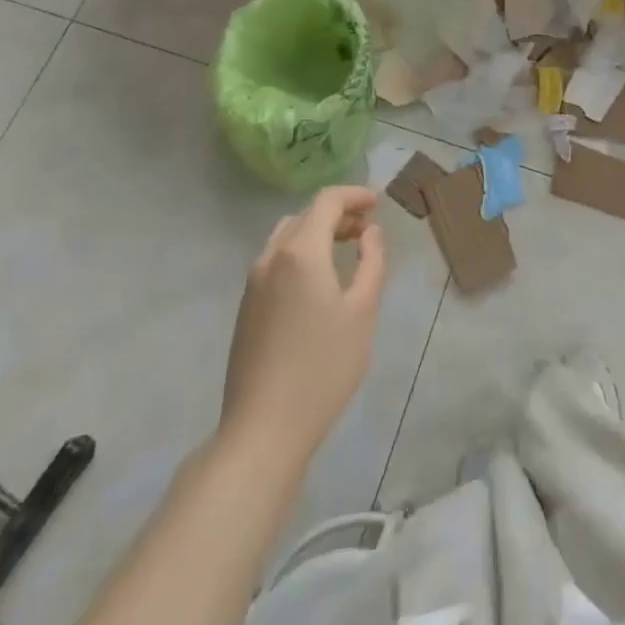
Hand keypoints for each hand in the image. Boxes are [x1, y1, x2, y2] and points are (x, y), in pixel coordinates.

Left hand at [221, 186, 385, 458]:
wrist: (263, 429)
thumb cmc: (323, 367)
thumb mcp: (363, 311)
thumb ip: (372, 262)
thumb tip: (370, 232)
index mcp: (300, 251)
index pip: (326, 201)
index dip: (354, 195)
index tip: (378, 203)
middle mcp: (271, 257)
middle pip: (305, 216)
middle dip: (337, 214)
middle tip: (366, 230)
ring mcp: (253, 283)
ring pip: (286, 237)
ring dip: (316, 233)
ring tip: (344, 251)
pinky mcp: (246, 308)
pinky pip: (275, 261)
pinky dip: (300, 253)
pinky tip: (318, 282)